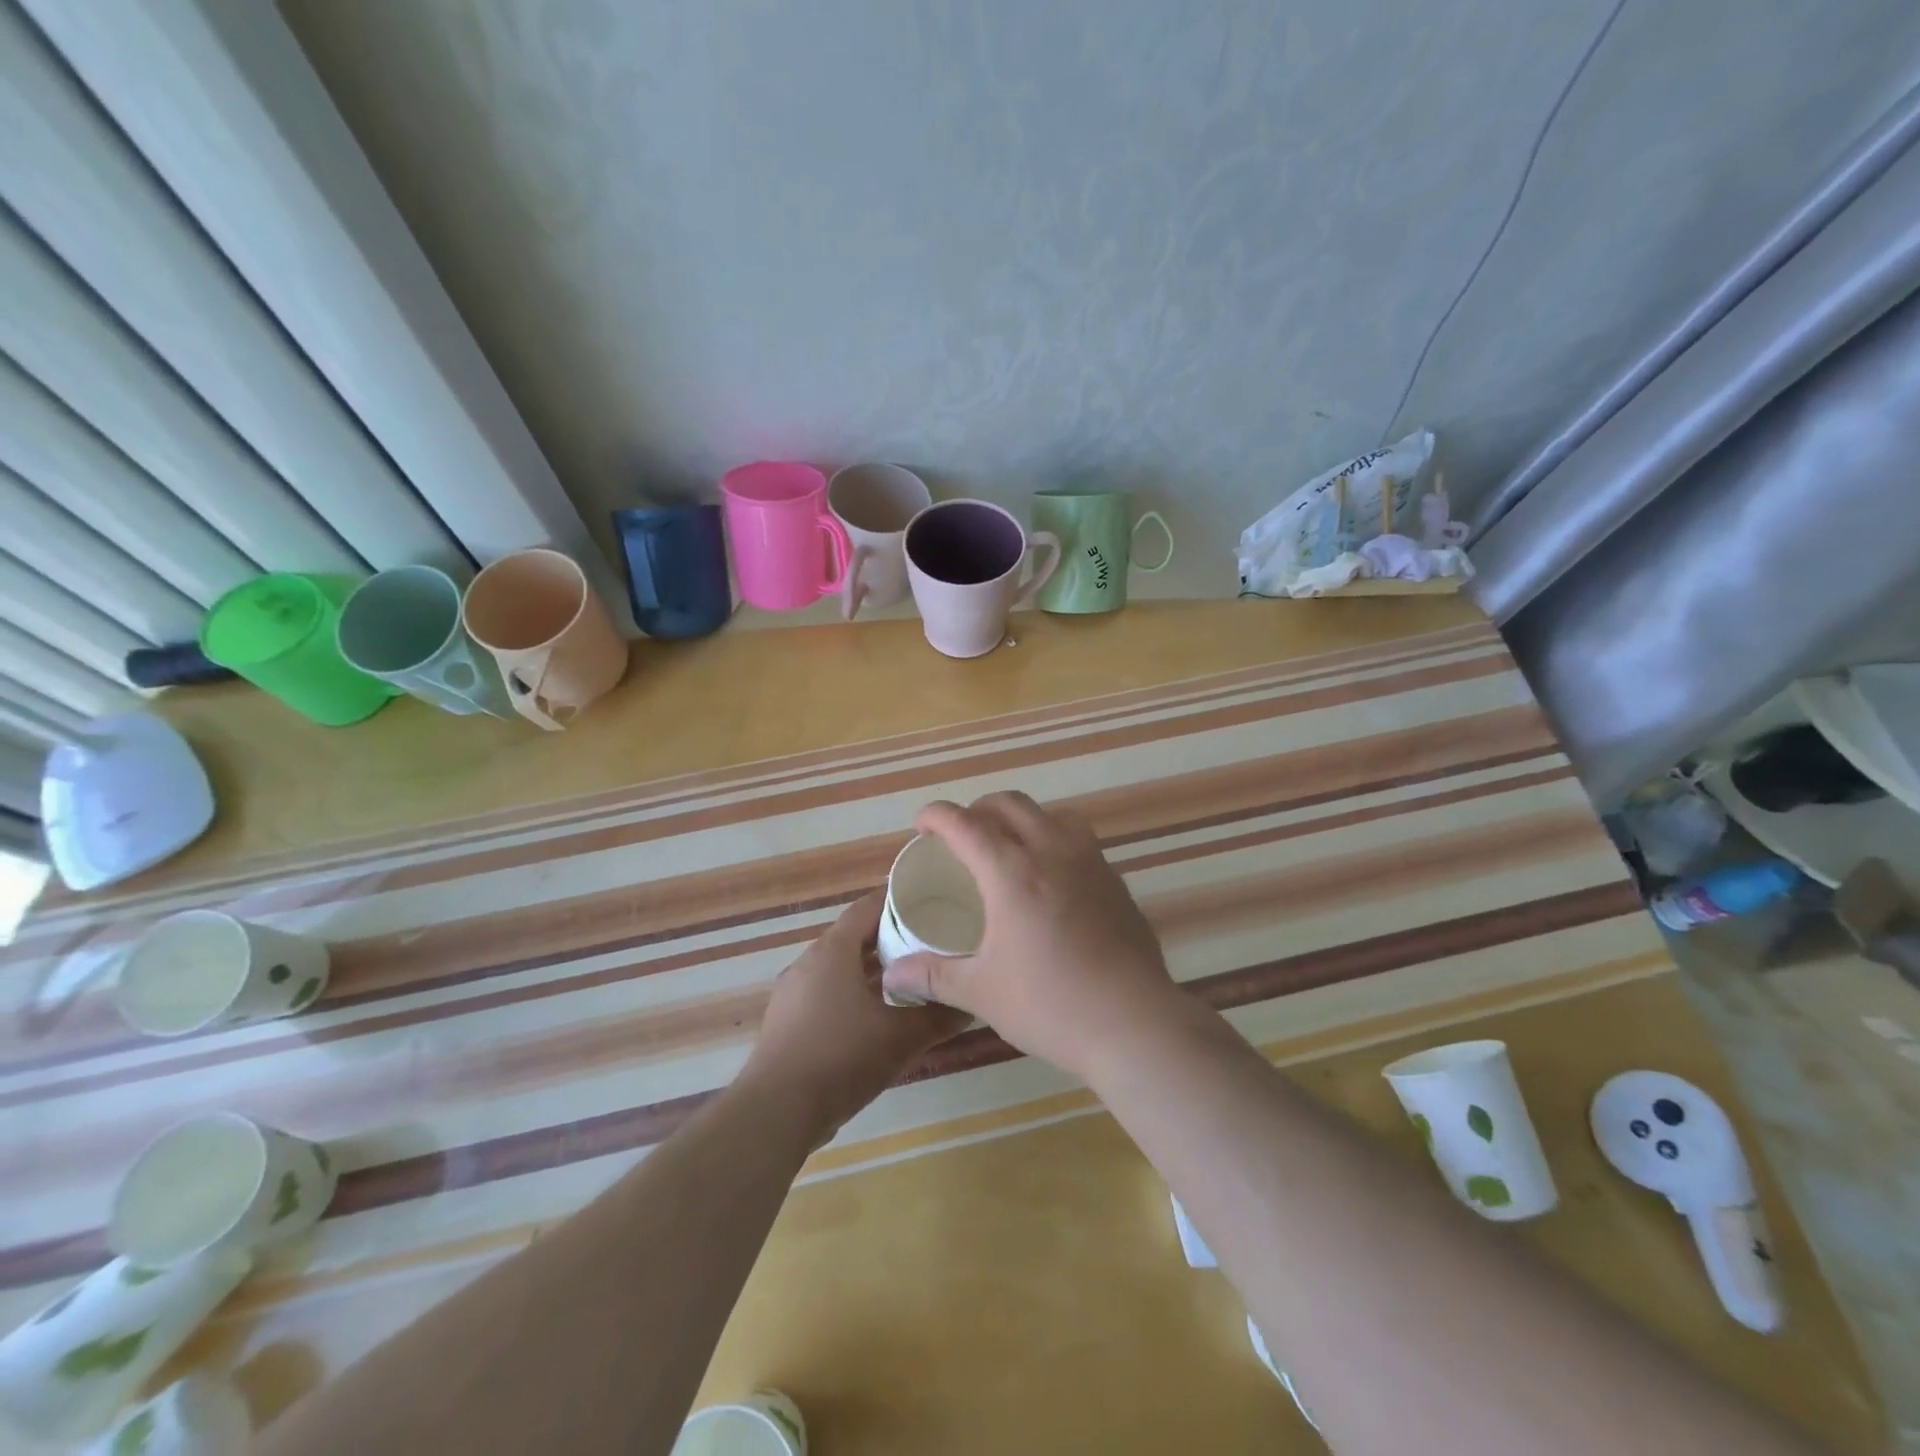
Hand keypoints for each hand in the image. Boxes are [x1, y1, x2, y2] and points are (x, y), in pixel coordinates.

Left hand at [743, 892, 968, 1140]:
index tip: (931, 900)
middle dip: (892, 938)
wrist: (776, 1112)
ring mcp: (794, 993)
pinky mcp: (789, 1021)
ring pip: (842, 968)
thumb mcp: (900, 1037)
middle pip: (855, 937)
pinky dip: (855, 994)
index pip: (868, 907)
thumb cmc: (841, 1057)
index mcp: (833, 950)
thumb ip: (938, 1016)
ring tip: (913, 978)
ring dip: (874, 971)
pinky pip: (828, 993)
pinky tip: (880, 1016)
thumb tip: (971, 1003)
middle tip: (931, 941)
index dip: (899, 900)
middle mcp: (810, 962)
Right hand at [879, 792, 1182, 1080]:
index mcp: (1012, 873)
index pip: (965, 824)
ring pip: (1051, 814)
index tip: (922, 825)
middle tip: (962, 836)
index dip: (937, 816)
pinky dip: (1055, 840)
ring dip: (1022, 818)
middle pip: (1010, 804)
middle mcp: (1052, 853)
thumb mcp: (981, 992)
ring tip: (1010, 847)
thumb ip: (933, 976)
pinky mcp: (1115, 881)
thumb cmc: (1050, 1005)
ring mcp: (1090, 863)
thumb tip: (891, 976)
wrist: (1134, 1024)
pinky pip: (1079, 840)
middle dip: (978, 809)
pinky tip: (1052, 880)